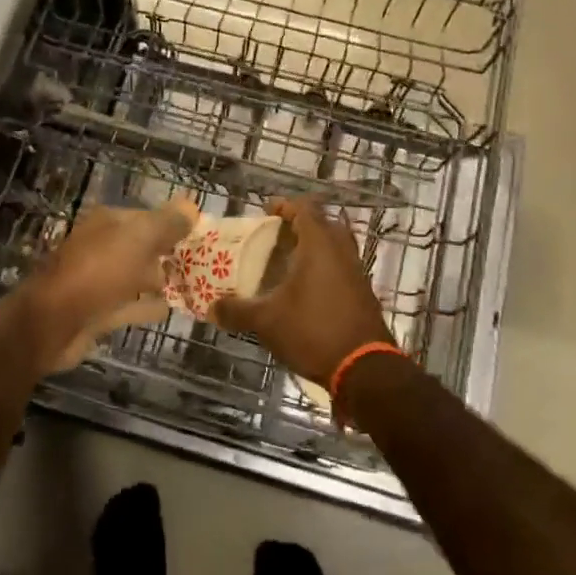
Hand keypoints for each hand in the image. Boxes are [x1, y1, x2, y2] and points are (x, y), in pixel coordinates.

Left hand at [21, 199, 197, 374]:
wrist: (52, 322)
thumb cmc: (97, 272)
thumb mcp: (138, 239)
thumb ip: (166, 223)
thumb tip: (191, 205)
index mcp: (108, 223)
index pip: (147, 216)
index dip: (174, 224)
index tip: (203, 235)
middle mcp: (102, 247)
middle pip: (142, 246)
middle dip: (170, 252)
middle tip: (205, 262)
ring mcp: (98, 281)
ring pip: (137, 275)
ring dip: (161, 278)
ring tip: (195, 284)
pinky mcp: (98, 312)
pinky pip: (130, 305)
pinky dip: (149, 306)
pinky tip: (173, 308)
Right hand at [212, 197, 396, 387]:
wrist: (364, 369)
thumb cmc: (313, 331)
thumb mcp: (266, 321)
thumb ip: (237, 311)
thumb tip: (211, 308)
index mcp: (319, 245)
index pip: (304, 208)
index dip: (284, 206)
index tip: (266, 212)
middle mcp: (342, 251)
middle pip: (322, 224)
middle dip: (299, 226)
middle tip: (275, 237)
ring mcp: (357, 272)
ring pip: (335, 247)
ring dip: (313, 248)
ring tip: (287, 262)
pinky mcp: (363, 293)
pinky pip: (341, 268)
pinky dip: (324, 269)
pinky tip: (305, 290)